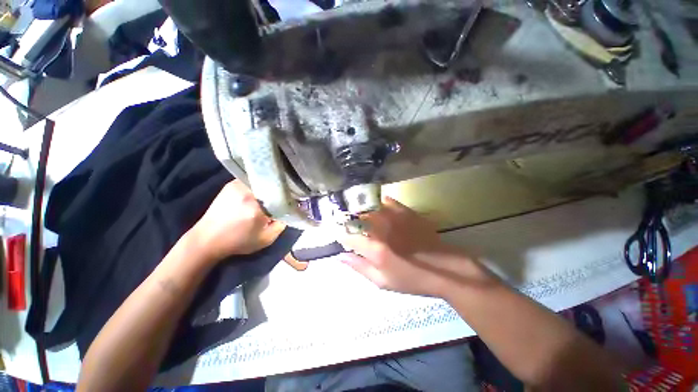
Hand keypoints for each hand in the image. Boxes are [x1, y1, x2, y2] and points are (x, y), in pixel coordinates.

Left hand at [189, 180, 285, 261]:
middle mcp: (247, 192)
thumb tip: (290, 211)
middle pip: (272, 186)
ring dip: (269, 188)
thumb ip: (281, 225)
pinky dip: (258, 185)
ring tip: (271, 196)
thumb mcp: (265, 239)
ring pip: (262, 181)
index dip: (289, 198)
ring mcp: (238, 186)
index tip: (292, 202)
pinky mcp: (231, 184)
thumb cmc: (237, 242)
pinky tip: (259, 193)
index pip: (282, 196)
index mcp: (256, 207)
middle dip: (279, 192)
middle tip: (282, 199)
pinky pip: (252, 180)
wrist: (207, 240)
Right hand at [339, 197, 480, 297]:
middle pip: (357, 218)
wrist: (445, 268)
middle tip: (350, 227)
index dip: (341, 236)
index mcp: (375, 249)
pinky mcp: (406, 212)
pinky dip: (379, 203)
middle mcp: (382, 229)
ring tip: (362, 216)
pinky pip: (387, 201)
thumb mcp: (383, 281)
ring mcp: (395, 217)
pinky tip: (379, 209)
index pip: (348, 236)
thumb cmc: (412, 279)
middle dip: (349, 221)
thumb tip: (340, 256)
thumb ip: (360, 267)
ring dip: (362, 211)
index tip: (342, 238)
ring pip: (370, 207)